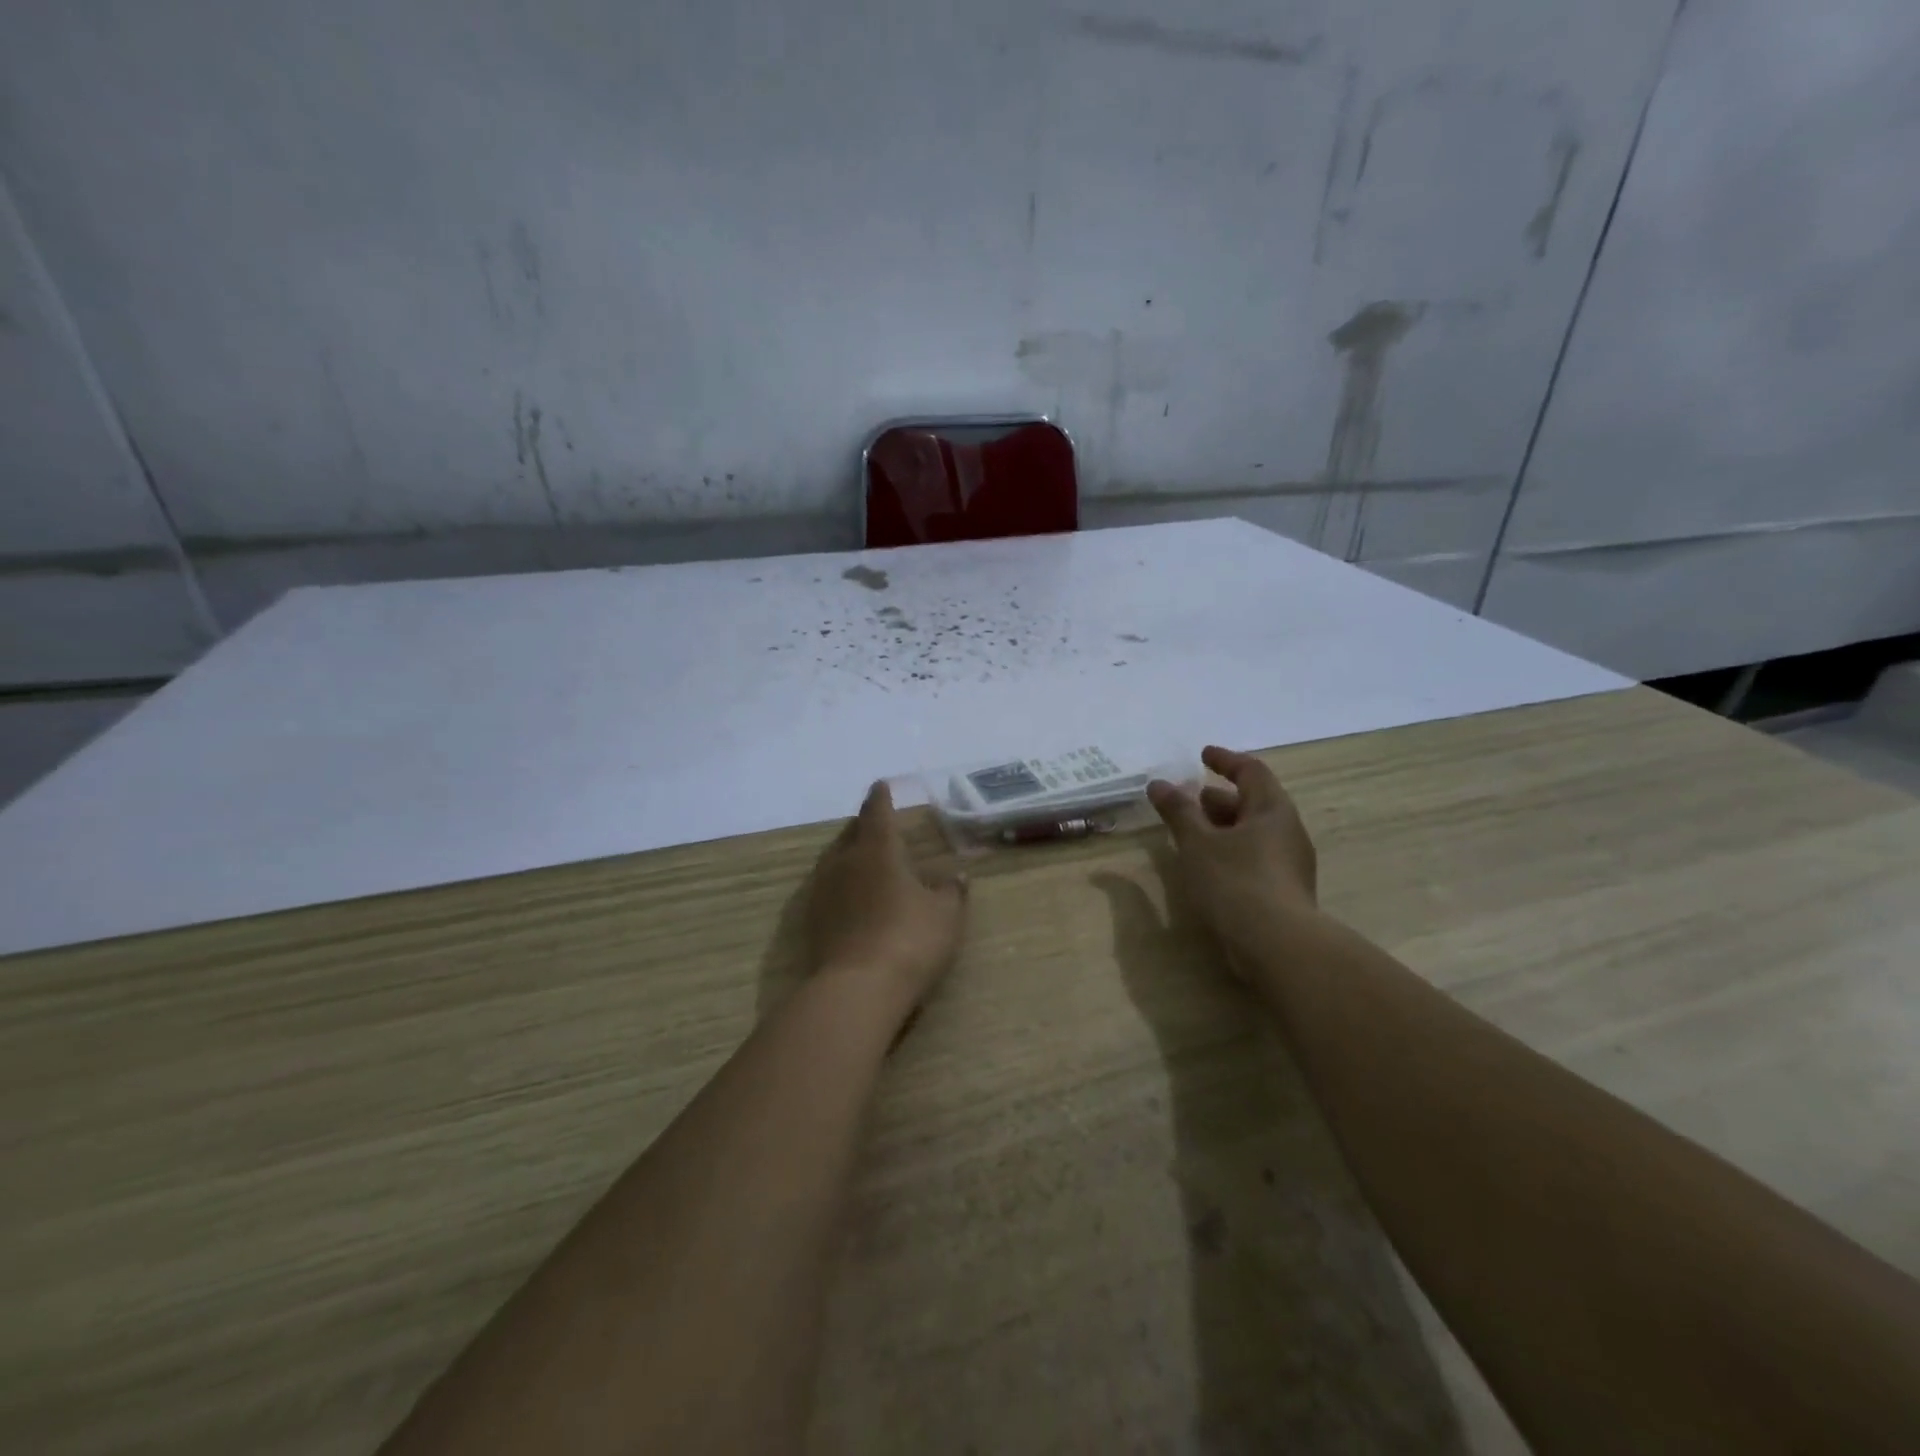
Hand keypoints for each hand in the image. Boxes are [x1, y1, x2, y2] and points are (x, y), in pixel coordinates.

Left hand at [805, 782, 967, 1020]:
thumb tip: (956, 876)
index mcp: (878, 849)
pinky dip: (839, 881)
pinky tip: (848, 893)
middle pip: (851, 833)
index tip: (880, 785)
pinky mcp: (812, 919)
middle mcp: (845, 861)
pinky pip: (827, 886)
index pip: (878, 812)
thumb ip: (951, 892)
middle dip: (862, 824)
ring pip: (834, 858)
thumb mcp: (945, 916)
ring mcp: (824, 890)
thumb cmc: (909, 940)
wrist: (857, 988)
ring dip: (847, 851)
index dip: (881, 798)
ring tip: (860, 854)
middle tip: (873, 820)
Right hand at [1147, 746, 1317, 963]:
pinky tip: (1208, 866)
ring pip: (1253, 833)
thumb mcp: (1197, 842)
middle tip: (1190, 798)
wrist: (1277, 946)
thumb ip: (1178, 811)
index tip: (1202, 755)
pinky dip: (1229, 851)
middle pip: (1253, 802)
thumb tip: (1158, 784)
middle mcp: (1287, 832)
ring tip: (1191, 833)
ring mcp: (1289, 864)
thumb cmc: (1235, 881)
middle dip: (1219, 798)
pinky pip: (1254, 858)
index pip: (1252, 771)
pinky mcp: (1284, 892)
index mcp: (1272, 810)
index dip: (1225, 760)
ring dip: (1222, 827)